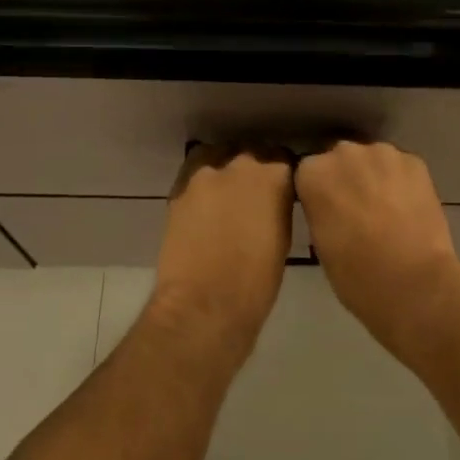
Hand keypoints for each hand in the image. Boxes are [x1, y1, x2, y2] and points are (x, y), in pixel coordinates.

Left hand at [150, 144, 294, 353]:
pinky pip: (193, 176)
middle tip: (253, 195)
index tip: (281, 188)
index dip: (281, 174)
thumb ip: (277, 205)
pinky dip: (201, 186)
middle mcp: (239, 164)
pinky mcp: (178, 190)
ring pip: (217, 158)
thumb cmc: (256, 282)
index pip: (282, 158)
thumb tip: (271, 200)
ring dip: (224, 171)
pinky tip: (203, 207)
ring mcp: (204, 175)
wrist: (204, 305)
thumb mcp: (282, 237)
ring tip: (225, 197)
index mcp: (273, 176)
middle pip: (249, 154)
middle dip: (253, 169)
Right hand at [295, 140, 459, 352]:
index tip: (327, 212)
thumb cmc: (355, 275)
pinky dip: (402, 182)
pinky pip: (401, 167)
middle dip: (346, 179)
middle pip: (340, 159)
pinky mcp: (415, 161)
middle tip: (357, 210)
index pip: (308, 173)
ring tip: (387, 209)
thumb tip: (331, 206)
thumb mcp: (319, 242)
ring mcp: (382, 153)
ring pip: (373, 160)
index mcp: (312, 173)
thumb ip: (320, 210)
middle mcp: (343, 153)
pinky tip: (409, 208)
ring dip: (375, 177)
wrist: (413, 283)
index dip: (319, 192)